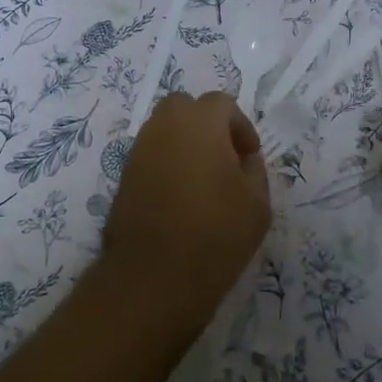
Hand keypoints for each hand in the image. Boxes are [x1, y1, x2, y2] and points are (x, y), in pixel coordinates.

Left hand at [101, 92, 272, 332]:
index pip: (222, 104)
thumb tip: (243, 160)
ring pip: (165, 130)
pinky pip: (151, 155)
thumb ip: (254, 171)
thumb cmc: (215, 234)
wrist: (154, 277)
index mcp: (199, 122)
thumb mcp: (257, 204)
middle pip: (186, 108)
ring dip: (185, 144)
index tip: (249, 157)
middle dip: (207, 125)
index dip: (240, 127)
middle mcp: (164, 126)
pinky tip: (180, 198)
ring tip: (203, 181)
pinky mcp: (123, 176)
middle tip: (224, 159)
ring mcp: (139, 150)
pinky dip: (167, 164)